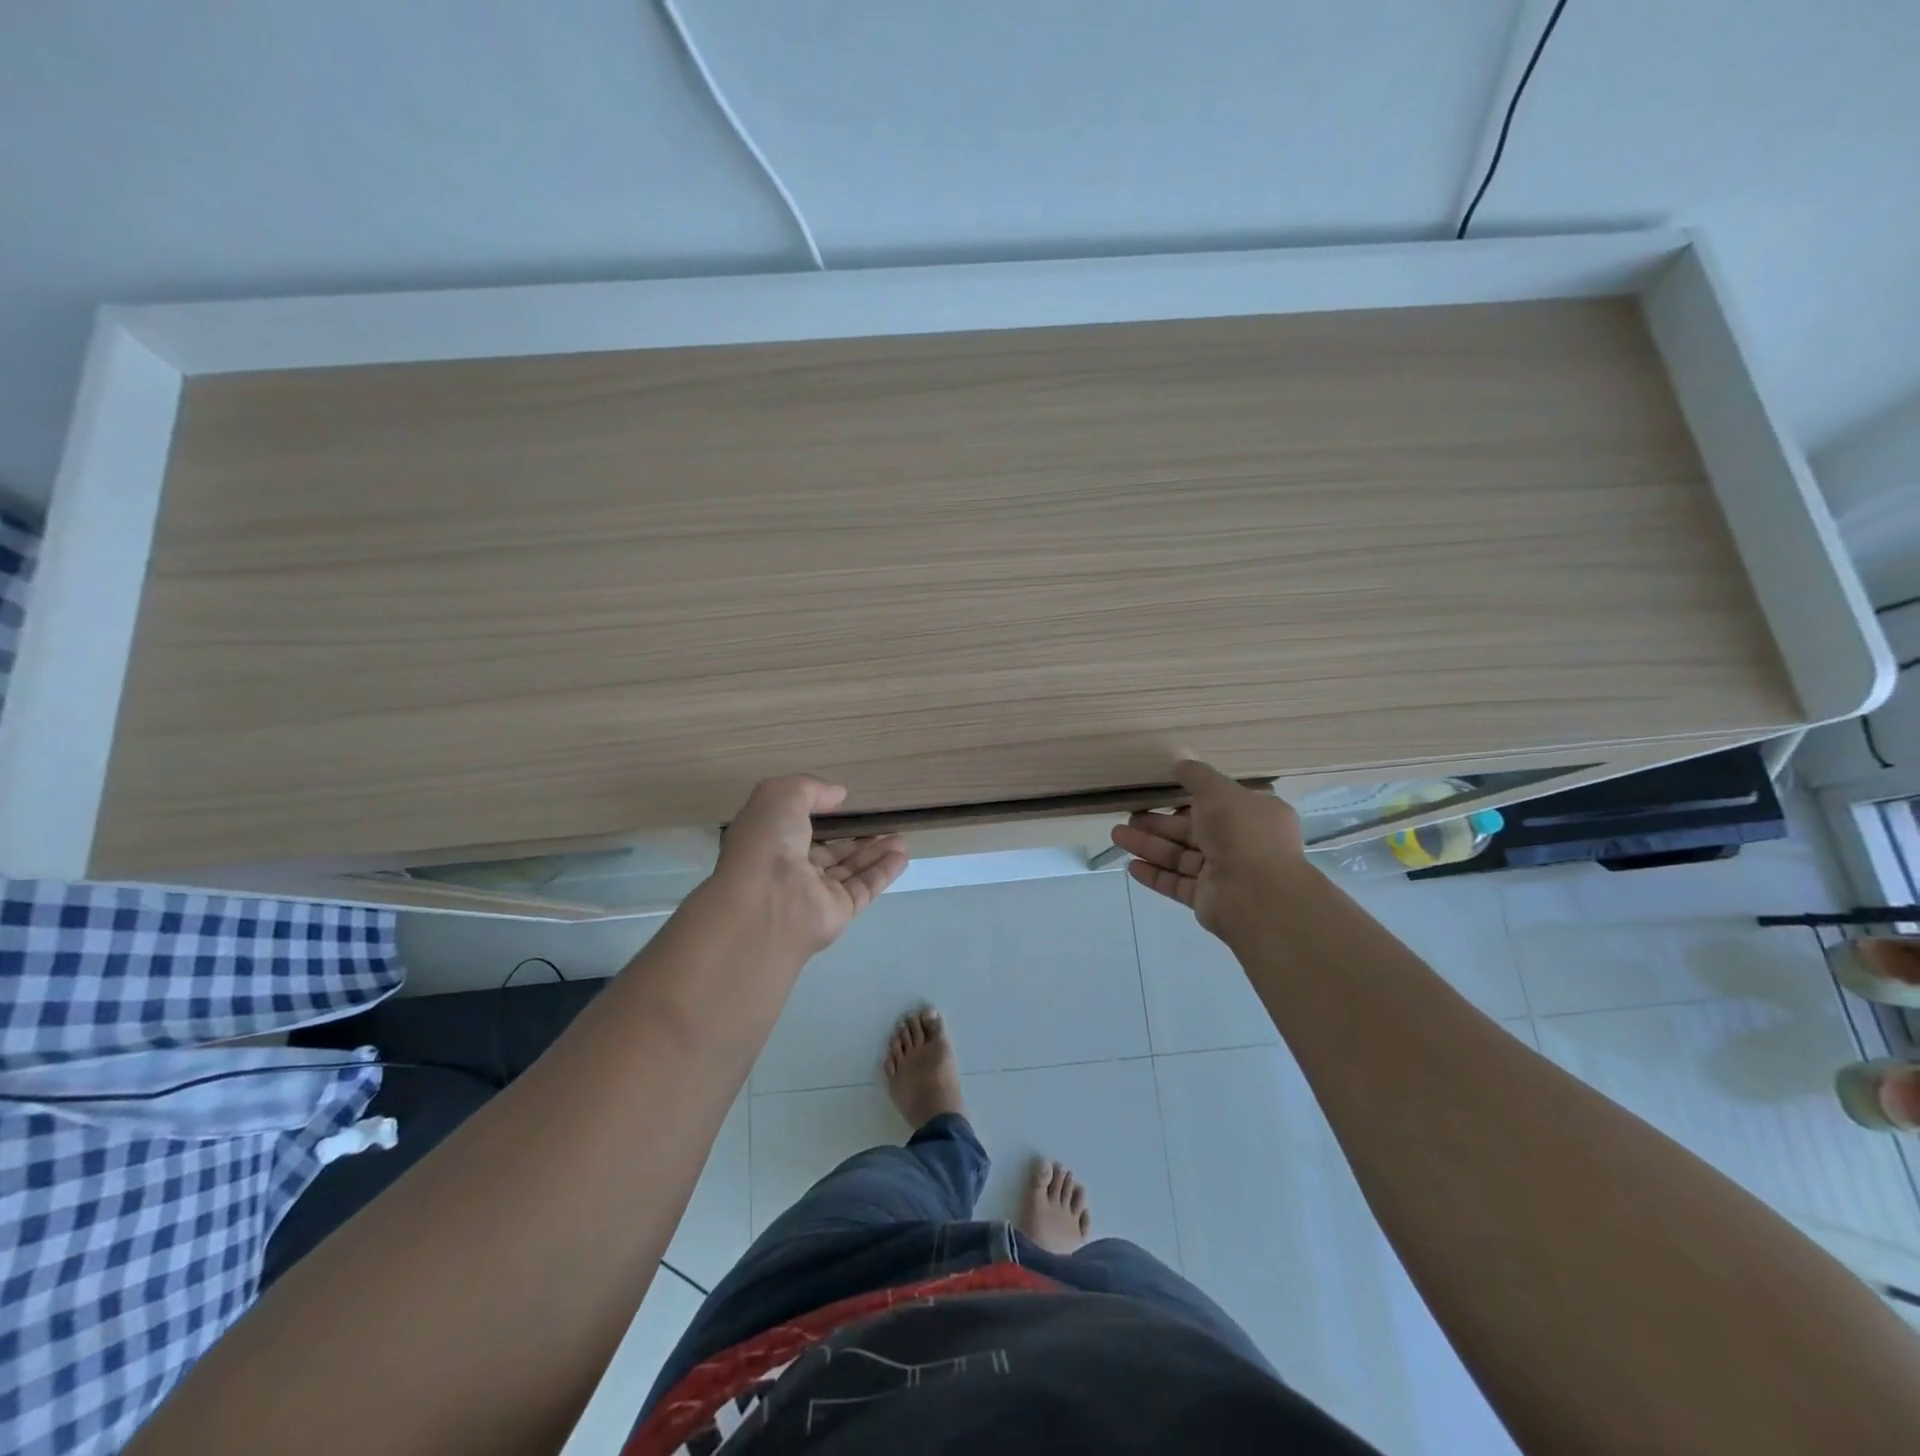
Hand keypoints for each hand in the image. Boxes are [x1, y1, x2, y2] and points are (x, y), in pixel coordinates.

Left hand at [715, 775, 907, 955]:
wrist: (767, 903)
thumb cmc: (767, 843)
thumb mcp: (781, 796)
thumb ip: (810, 789)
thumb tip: (838, 795)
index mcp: (770, 842)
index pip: (796, 828)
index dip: (818, 814)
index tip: (842, 803)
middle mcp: (791, 869)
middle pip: (829, 852)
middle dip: (855, 839)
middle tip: (883, 824)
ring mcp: (815, 894)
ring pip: (850, 870)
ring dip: (875, 853)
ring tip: (900, 838)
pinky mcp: (838, 912)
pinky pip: (865, 887)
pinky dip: (884, 872)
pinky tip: (902, 856)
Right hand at [1110, 760, 1310, 939]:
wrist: (1256, 895)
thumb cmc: (1242, 833)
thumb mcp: (1219, 791)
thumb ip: (1197, 776)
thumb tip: (1180, 758)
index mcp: (1253, 816)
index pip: (1218, 804)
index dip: (1188, 798)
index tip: (1160, 792)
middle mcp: (1241, 845)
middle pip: (1192, 831)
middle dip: (1159, 823)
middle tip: (1129, 815)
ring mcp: (1223, 874)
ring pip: (1180, 856)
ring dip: (1148, 845)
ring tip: (1116, 835)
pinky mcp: (1206, 899)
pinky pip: (1176, 883)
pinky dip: (1154, 874)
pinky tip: (1130, 865)